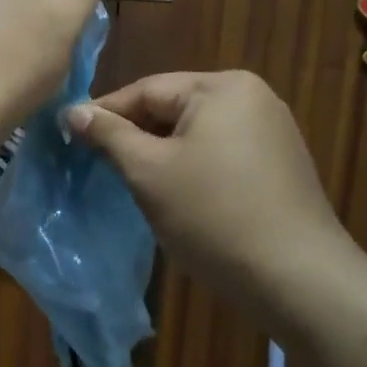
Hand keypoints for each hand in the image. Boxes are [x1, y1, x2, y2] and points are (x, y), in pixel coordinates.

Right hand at [66, 71, 348, 303]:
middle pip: (173, 108)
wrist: (297, 279)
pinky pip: (220, 153)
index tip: (68, 135)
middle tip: (96, 163)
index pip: (146, 90)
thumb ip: (109, 135)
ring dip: (162, 154)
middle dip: (135, 136)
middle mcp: (252, 96)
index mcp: (221, 86)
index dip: (104, 114)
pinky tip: (177, 195)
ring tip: (131, 181)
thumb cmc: (213, 216)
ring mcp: (272, 130)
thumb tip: (72, 110)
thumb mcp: (149, 172)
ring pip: (196, 133)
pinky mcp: (279, 164)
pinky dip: (192, 167)